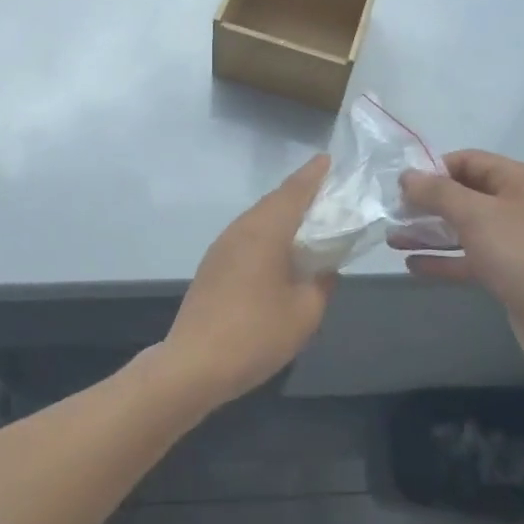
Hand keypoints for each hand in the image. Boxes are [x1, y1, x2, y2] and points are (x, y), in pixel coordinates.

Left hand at [160, 155, 336, 411]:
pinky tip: (280, 250)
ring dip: (283, 214)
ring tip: (309, 219)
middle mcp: (241, 229)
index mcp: (265, 231)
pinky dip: (269, 232)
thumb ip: (322, 283)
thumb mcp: (305, 312)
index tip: (329, 160)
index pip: (294, 191)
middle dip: (301, 192)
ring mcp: (222, 246)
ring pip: (258, 218)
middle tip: (327, 190)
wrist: (194, 364)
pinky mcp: (213, 265)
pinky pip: (247, 235)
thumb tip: (325, 267)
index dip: (313, 174)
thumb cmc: (255, 334)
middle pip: (275, 201)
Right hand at [397, 151, 523, 378]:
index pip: (467, 161)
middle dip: (427, 203)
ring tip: (392, 238)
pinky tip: (413, 266)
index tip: (400, 187)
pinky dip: (443, 260)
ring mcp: (515, 243)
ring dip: (429, 232)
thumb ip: (438, 192)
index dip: (433, 169)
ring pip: (464, 229)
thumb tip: (407, 176)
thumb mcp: (476, 215)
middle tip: (391, 213)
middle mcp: (517, 206)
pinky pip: (470, 260)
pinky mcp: (510, 276)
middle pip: (464, 195)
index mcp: (517, 181)